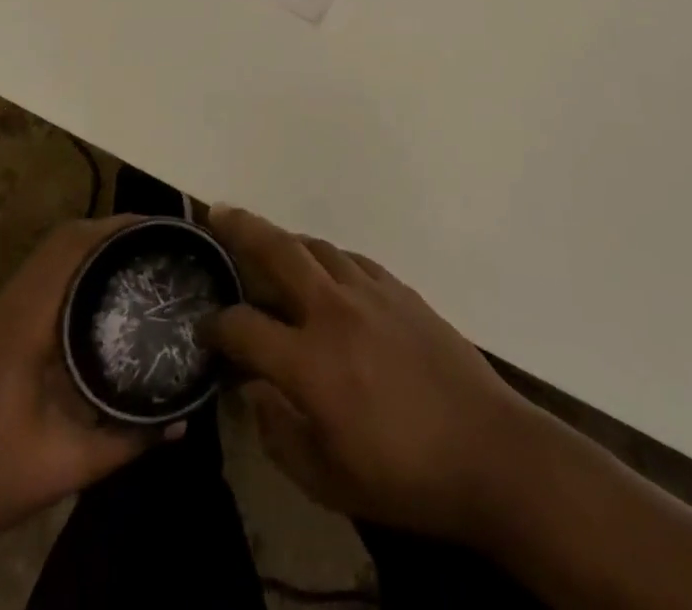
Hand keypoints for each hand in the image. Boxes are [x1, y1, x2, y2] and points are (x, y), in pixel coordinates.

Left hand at [0, 215, 179, 553]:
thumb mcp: (65, 466)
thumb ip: (126, 441)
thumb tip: (181, 423)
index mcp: (25, 323)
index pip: (71, 247)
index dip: (115, 229)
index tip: (158, 231)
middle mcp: (10, 304)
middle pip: (62, 239)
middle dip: (110, 230)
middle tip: (156, 242)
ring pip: (48, 252)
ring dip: (91, 243)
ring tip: (135, 255)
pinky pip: (40, 273)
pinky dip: (73, 263)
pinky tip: (98, 289)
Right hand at [204, 205, 538, 544]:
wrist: (486, 448)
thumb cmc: (403, 477)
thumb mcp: (327, 481)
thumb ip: (278, 434)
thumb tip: (253, 392)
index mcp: (310, 362)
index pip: (244, 327)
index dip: (216, 326)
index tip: (204, 328)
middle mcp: (334, 311)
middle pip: (279, 251)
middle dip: (242, 228)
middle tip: (218, 211)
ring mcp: (371, 292)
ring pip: (317, 247)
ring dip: (286, 240)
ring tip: (266, 240)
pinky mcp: (400, 289)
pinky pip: (352, 259)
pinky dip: (327, 258)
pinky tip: (325, 269)